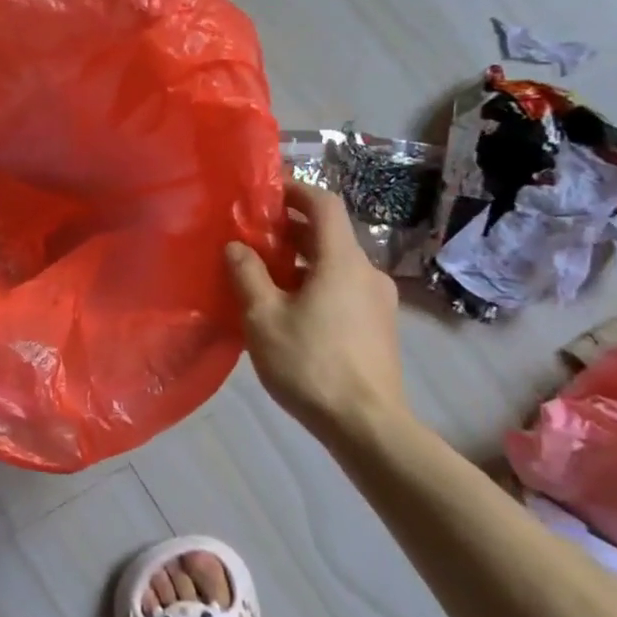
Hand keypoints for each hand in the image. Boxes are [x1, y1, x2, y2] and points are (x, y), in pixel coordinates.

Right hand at [226, 183, 406, 438]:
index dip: (296, 191)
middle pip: (330, 235)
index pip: (324, 205)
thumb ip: (247, 275)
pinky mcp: (380, 327)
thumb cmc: (310, 363)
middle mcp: (367, 272)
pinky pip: (344, 289)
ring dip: (303, 261)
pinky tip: (292, 310)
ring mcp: (379, 301)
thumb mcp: (263, 317)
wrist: (367, 425)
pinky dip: (317, 284)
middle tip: (254, 237)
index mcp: (342, 261)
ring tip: (266, 277)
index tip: (266, 193)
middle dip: (292, 230)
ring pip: (336, 265)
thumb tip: (236, 246)